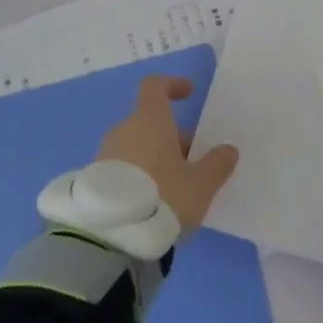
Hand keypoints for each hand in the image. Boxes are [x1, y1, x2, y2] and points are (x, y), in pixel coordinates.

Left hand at [96, 75, 239, 231]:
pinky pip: (121, 167)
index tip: (189, 93)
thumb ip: (217, 165)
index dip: (173, 85)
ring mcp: (104, 154)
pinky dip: (138, 175)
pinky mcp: (94, 180)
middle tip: (193, 162)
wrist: (110, 237)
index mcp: (150, 120)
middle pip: (149, 121)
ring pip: (135, 145)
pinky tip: (151, 202)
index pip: (155, 86)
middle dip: (172, 137)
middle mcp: (124, 130)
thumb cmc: (163, 197)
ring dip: (154, 158)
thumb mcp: (201, 185)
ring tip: (174, 188)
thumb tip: (228, 150)